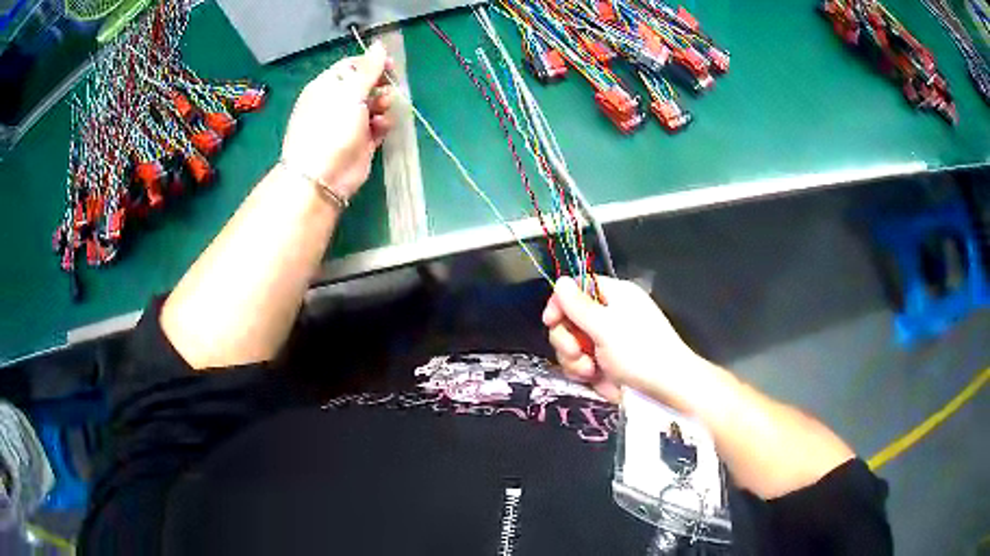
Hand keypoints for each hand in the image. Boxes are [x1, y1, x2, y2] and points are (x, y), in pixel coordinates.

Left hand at [281, 41, 394, 200]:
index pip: (352, 66)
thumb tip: (378, 44)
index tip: (389, 67)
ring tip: (383, 110)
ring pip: (374, 105)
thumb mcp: (350, 92)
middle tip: (387, 90)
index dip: (372, 64)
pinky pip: (377, 126)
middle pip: (366, 85)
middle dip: (380, 86)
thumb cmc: (331, 128)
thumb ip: (368, 69)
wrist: (322, 177)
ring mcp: (348, 123)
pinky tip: (381, 128)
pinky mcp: (361, 142)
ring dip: (383, 105)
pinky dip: (382, 125)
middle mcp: (337, 102)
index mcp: (327, 86)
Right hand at [542, 276, 716, 411]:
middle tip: (577, 352)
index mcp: (613, 296)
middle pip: (567, 318)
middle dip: (566, 338)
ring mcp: (604, 341)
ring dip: (573, 358)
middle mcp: (607, 315)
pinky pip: (578, 362)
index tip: (551, 321)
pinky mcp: (602, 363)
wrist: (666, 390)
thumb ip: (578, 306)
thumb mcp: (606, 328)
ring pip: (570, 343)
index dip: (560, 302)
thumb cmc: (640, 353)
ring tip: (589, 370)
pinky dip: (580, 370)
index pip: (576, 288)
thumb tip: (559, 281)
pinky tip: (592, 377)